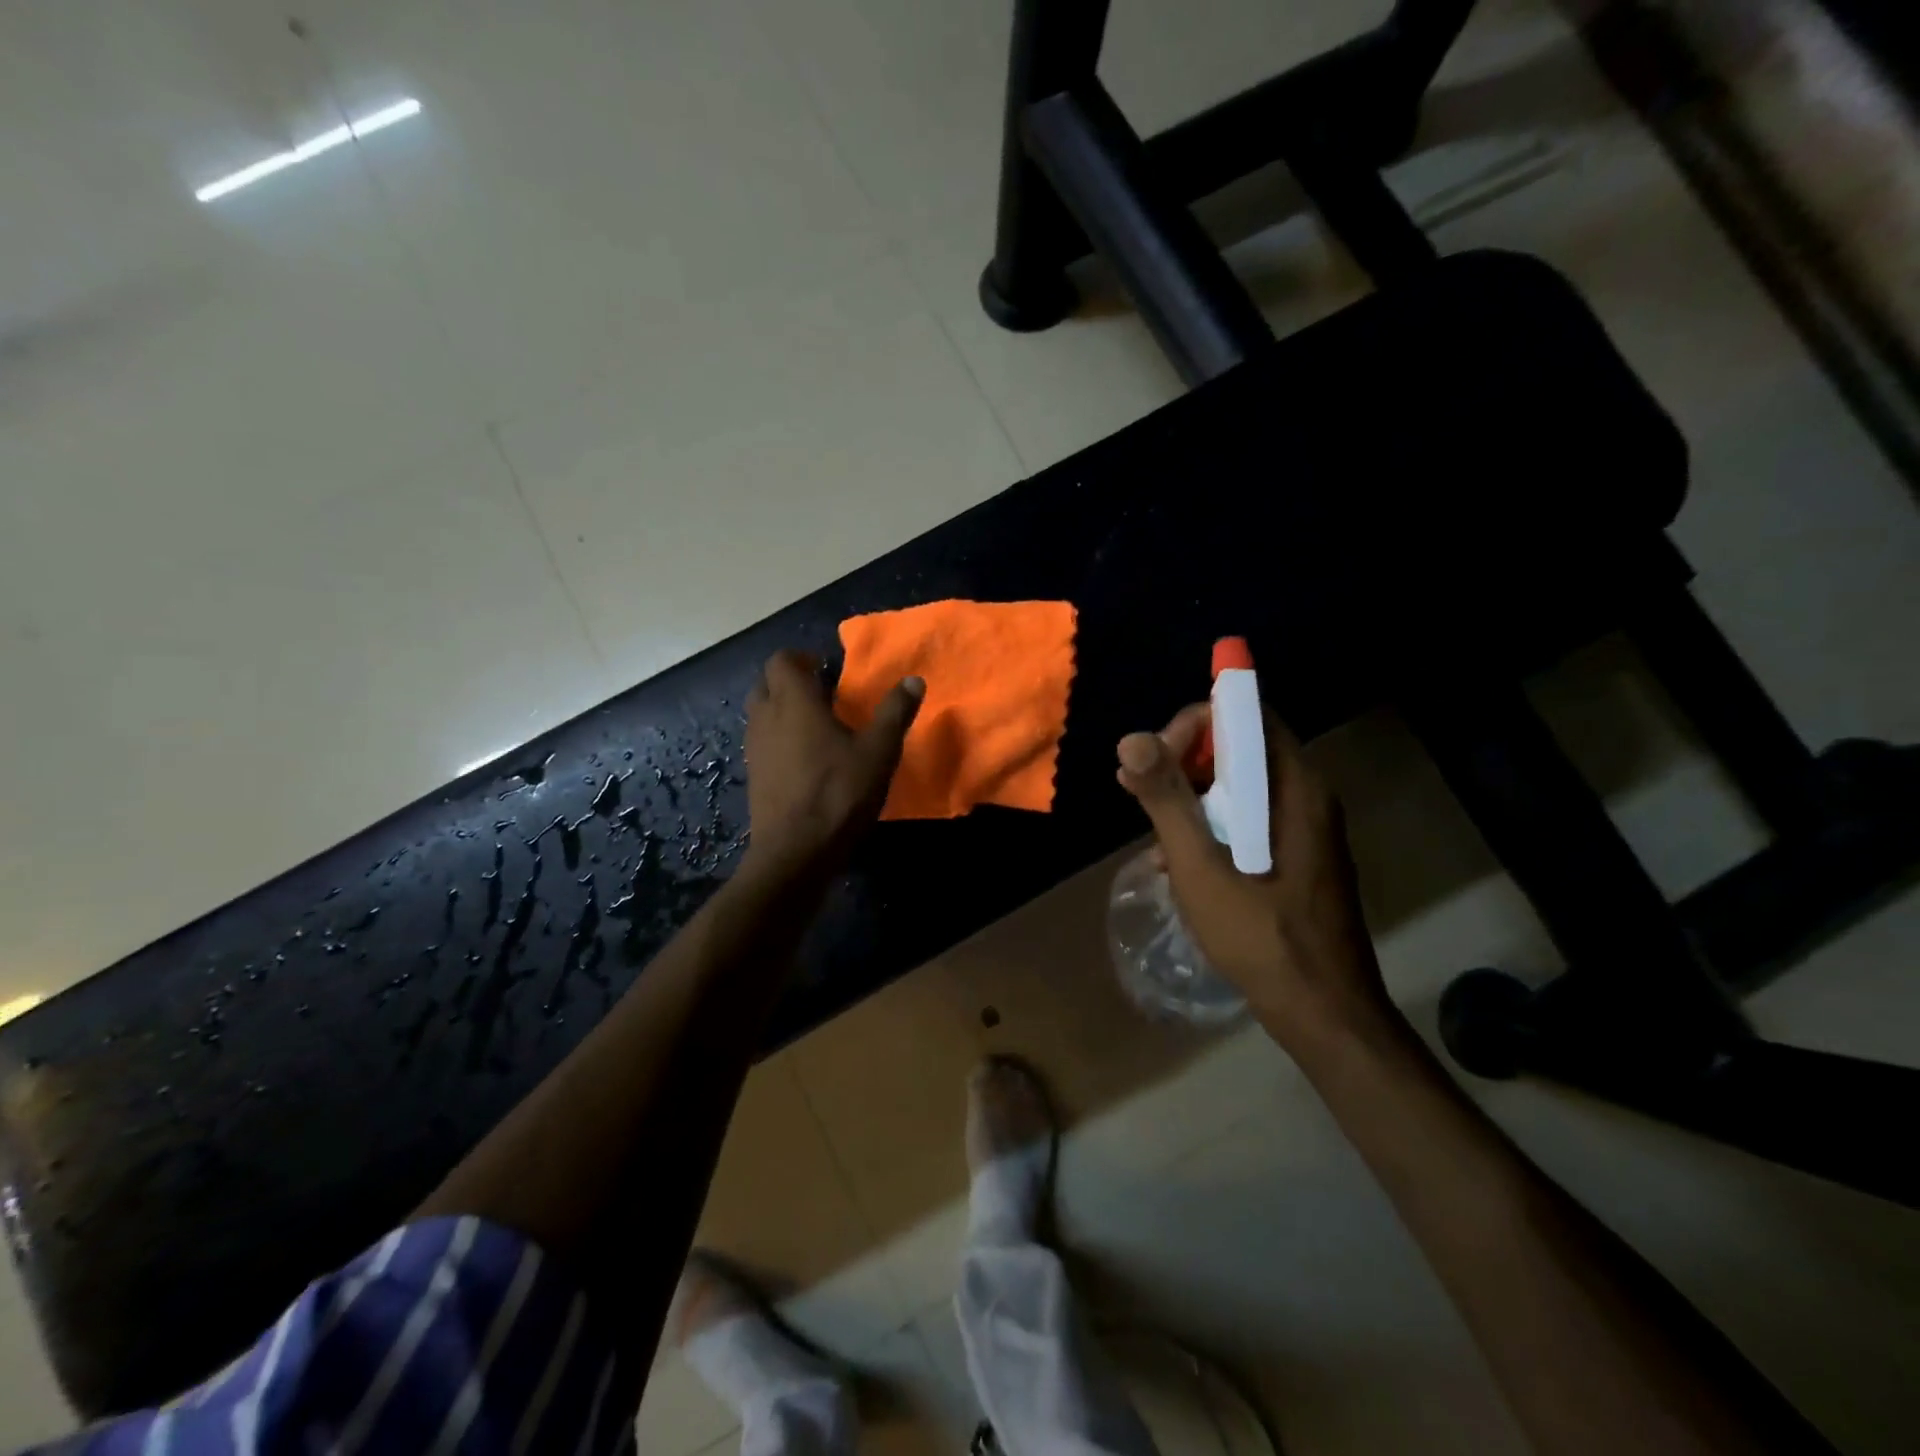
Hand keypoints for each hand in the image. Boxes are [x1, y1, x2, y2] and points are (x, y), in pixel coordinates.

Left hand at [742, 650, 922, 879]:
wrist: (796, 851)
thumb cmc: (839, 793)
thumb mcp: (879, 752)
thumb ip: (894, 713)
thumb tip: (913, 681)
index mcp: (794, 703)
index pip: (781, 661)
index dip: (801, 658)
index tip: (826, 668)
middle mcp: (766, 718)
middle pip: (766, 684)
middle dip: (789, 681)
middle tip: (822, 693)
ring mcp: (755, 749)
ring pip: (761, 713)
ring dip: (782, 709)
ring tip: (815, 724)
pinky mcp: (754, 776)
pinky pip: (762, 741)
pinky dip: (778, 737)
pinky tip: (805, 758)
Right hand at [1115, 704, 1393, 1052]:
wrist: (1323, 1012)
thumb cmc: (1261, 935)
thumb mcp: (1201, 865)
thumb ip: (1167, 798)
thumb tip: (1131, 738)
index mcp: (1294, 786)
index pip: (1245, 714)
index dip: (1193, 724)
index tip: (1154, 759)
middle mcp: (1306, 794)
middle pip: (1239, 746)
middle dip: (1182, 760)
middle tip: (1139, 789)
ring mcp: (1304, 827)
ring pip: (1238, 784)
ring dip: (1190, 796)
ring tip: (1150, 828)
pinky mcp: (1296, 854)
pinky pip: (1247, 817)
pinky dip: (1210, 824)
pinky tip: (1175, 861)